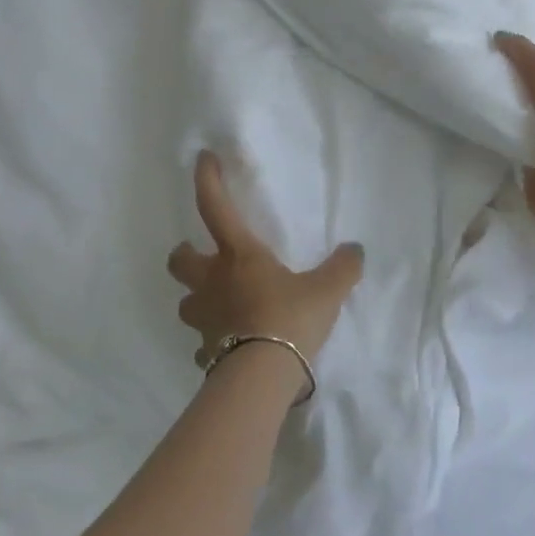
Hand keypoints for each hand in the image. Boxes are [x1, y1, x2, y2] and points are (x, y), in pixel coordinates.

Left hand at [167, 152, 364, 375]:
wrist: (263, 377)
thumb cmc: (290, 318)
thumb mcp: (327, 289)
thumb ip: (343, 267)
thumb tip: (355, 251)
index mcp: (239, 256)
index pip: (215, 208)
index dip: (208, 180)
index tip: (202, 159)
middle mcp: (213, 283)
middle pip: (179, 261)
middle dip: (186, 254)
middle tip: (205, 258)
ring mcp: (205, 320)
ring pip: (188, 303)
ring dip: (200, 299)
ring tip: (223, 304)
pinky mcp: (206, 353)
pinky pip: (203, 343)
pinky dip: (214, 340)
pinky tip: (233, 344)